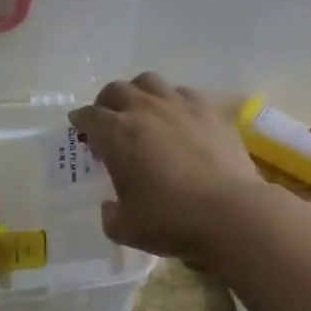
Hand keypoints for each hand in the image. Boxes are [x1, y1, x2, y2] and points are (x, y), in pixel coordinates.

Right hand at [68, 73, 263, 260]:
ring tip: (141, 109)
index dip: (80, 120)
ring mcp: (179, 105)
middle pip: (116, 90)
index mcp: (116, 134)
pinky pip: (183, 92)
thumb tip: (110, 207)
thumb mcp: (126, 229)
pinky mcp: (210, 110)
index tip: (78, 126)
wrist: (231, 213)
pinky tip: (178, 117)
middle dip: (106, 102)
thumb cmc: (171, 220)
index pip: (89, 116)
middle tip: (107, 118)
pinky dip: (173, 100)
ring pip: (149, 81)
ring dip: (138, 91)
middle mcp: (144, 110)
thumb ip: (110, 215)